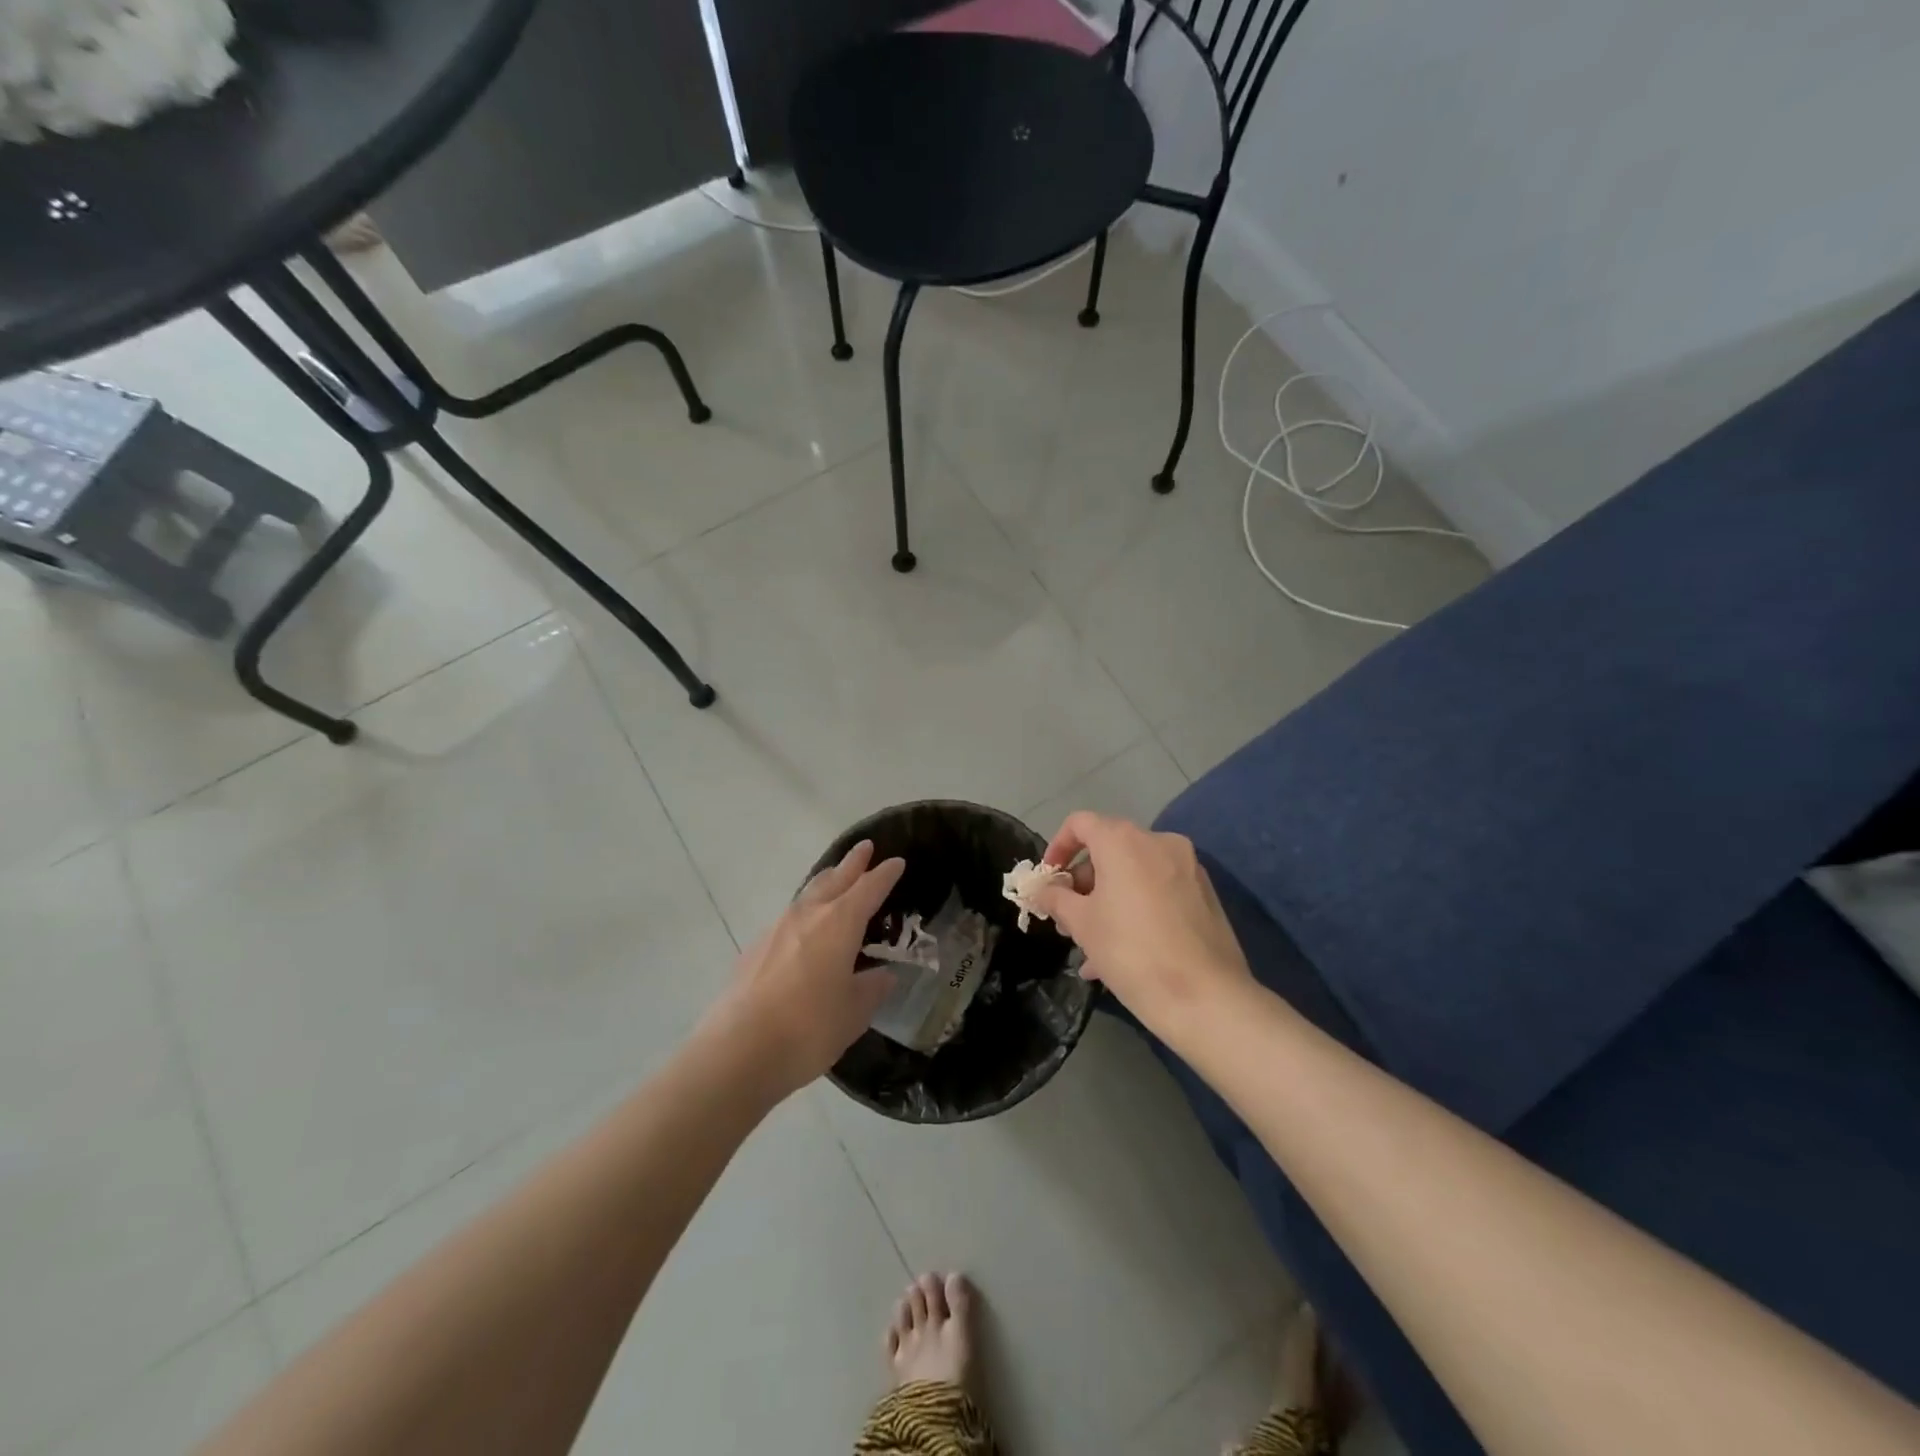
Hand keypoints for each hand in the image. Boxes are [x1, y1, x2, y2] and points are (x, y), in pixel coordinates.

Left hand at [706, 840, 903, 1097]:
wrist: (737, 1050)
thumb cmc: (808, 1028)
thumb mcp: (853, 1013)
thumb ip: (871, 989)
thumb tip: (883, 975)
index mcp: (840, 923)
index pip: (869, 888)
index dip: (885, 875)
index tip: (897, 862)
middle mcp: (808, 915)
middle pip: (835, 879)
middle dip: (852, 864)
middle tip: (865, 848)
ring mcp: (776, 929)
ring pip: (807, 894)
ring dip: (825, 883)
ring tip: (835, 879)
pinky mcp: (754, 948)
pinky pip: (788, 918)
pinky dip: (804, 913)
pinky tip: (803, 930)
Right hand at [1029, 812, 1252, 1038]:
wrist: (1206, 997)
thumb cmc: (1131, 951)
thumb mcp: (1082, 924)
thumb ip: (1056, 899)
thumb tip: (1043, 890)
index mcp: (1124, 840)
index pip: (1080, 824)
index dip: (1057, 847)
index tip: (1049, 881)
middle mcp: (1159, 842)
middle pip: (1109, 849)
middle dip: (1083, 883)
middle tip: (1067, 919)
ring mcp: (1187, 867)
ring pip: (1134, 875)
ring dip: (1107, 901)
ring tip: (1091, 946)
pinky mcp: (1205, 894)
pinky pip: (1158, 892)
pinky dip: (1136, 910)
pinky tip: (1122, 954)